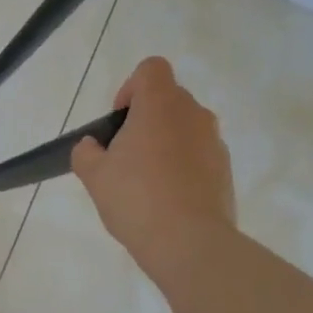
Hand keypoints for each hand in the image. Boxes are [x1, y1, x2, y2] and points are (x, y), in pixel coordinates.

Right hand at [71, 56, 235, 261]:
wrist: (190, 244)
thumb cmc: (136, 198)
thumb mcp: (94, 175)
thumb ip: (86, 152)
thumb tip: (92, 146)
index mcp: (160, 105)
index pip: (151, 69)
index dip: (131, 87)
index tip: (119, 119)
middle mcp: (193, 114)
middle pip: (168, 98)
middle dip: (146, 117)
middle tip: (125, 153)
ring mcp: (214, 142)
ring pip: (185, 127)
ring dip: (166, 141)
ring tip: (146, 180)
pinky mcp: (226, 170)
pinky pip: (199, 154)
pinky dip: (183, 165)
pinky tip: (167, 198)